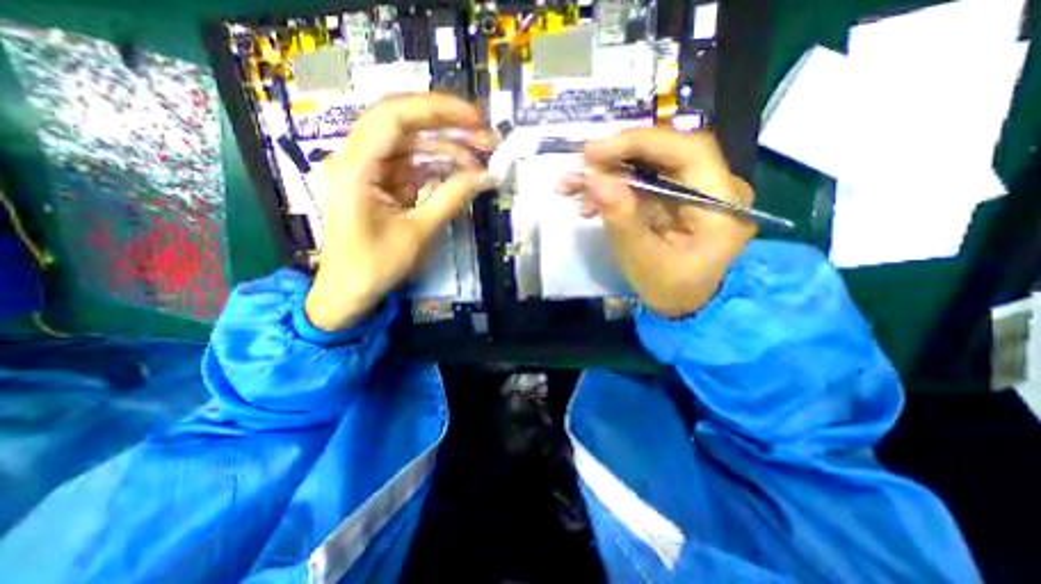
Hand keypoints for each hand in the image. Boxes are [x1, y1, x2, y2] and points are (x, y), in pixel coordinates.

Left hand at [307, 93, 493, 331]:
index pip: (395, 117)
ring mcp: (369, 169)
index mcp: (355, 167)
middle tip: (484, 135)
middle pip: (404, 122)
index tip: (475, 119)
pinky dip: (438, 167)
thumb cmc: (376, 266)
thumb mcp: (418, 233)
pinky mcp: (380, 182)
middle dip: (447, 126)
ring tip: (480, 158)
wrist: (349, 291)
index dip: (438, 110)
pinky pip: (412, 165)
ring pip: (411, 143)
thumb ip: (452, 198)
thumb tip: (486, 176)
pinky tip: (462, 173)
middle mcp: (357, 158)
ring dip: (446, 148)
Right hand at [561, 129, 756, 319]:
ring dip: (607, 173)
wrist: (687, 305)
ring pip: (648, 165)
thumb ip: (621, 220)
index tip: (594, 152)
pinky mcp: (674, 197)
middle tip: (578, 167)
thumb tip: (594, 180)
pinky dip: (611, 188)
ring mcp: (693, 190)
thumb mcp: (644, 261)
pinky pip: (641, 182)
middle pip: (664, 153)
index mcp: (721, 204)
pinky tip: (587, 202)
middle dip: (616, 157)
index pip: (687, 151)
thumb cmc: (672, 290)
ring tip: (572, 187)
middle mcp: (714, 186)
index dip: (639, 143)